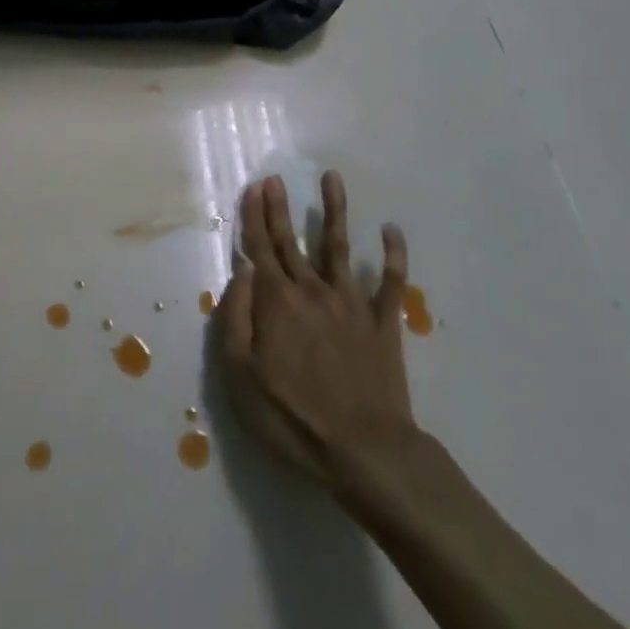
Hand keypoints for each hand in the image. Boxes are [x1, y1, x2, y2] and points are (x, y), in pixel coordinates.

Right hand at [218, 172, 420, 499]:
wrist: (364, 450)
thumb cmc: (292, 417)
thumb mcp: (240, 375)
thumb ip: (235, 317)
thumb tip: (242, 272)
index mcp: (277, 302)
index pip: (260, 249)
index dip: (254, 217)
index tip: (254, 188)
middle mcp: (312, 291)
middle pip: (292, 241)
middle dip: (280, 208)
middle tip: (276, 178)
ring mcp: (351, 303)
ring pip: (340, 246)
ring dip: (335, 210)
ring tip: (333, 178)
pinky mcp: (383, 322)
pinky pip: (392, 282)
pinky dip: (394, 254)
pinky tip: (392, 229)